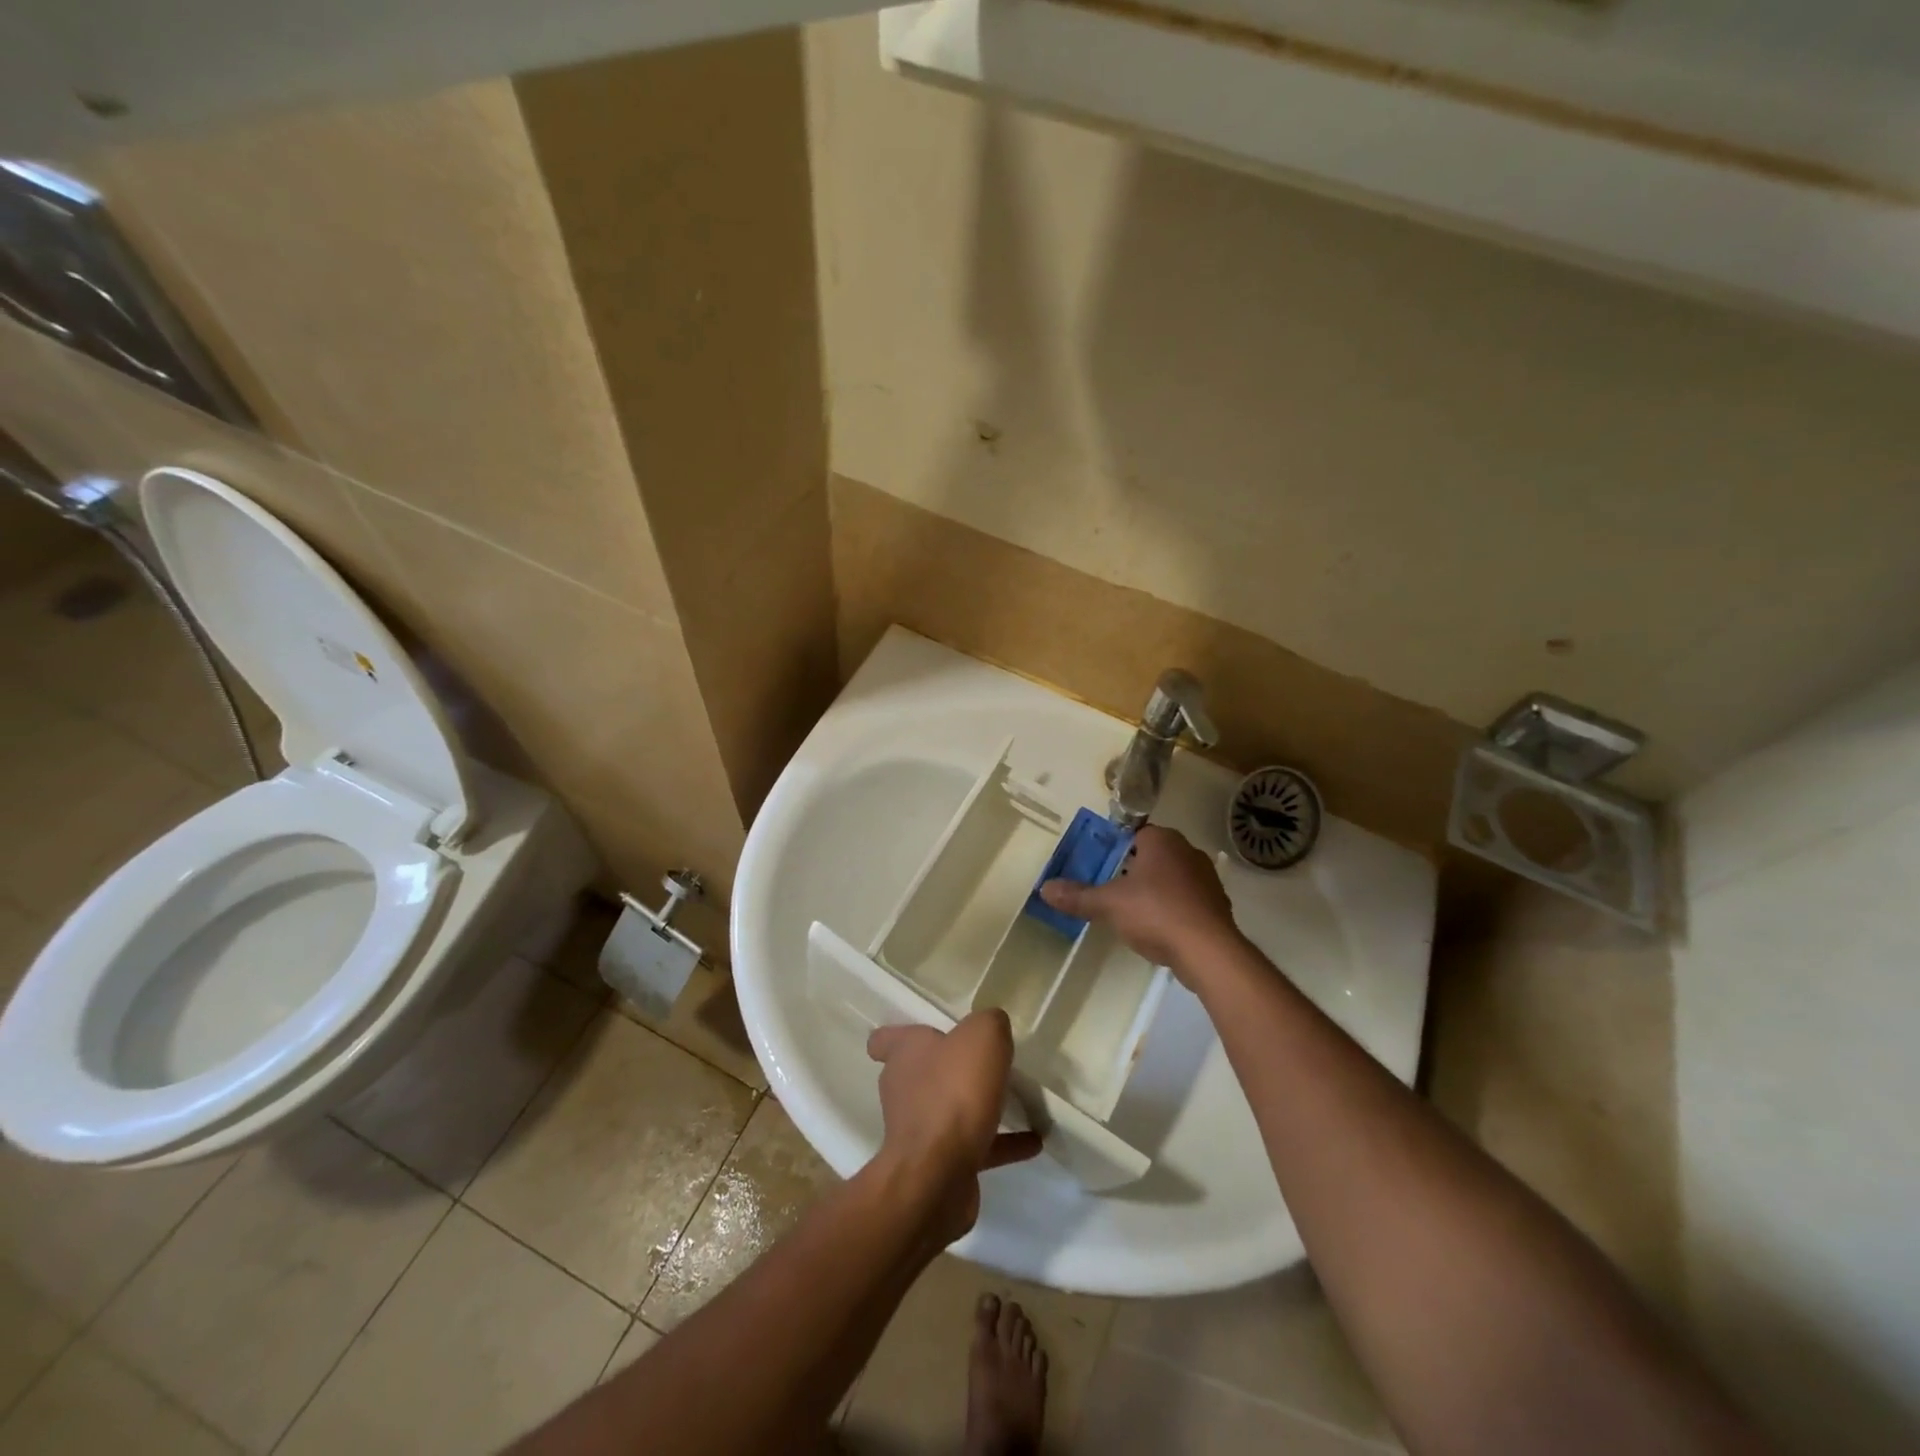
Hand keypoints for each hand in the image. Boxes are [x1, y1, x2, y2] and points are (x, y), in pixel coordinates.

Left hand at [866, 1009, 1042, 1242]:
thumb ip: (989, 1023)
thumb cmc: (954, 1092)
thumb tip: (992, 1026)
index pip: (886, 1040)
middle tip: (987, 1064)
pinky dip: (1003, 1143)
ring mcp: (921, 1131)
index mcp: (906, 1054)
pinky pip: (977, 1147)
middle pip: (923, 1073)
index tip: (928, 1035)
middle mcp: (906, 1089)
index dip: (901, 1036)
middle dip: (951, 1069)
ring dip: (979, 1106)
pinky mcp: (941, 1165)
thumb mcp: (981, 1036)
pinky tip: (1034, 1141)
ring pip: (950, 1110)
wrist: (938, 1175)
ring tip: (1018, 1101)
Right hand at [1039, 824, 1241, 982]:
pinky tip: (1159, 928)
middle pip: (1155, 855)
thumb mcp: (1108, 904)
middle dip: (1136, 869)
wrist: (1208, 950)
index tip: (1104, 865)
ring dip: (1156, 890)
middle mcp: (1188, 851)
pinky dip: (1174, 909)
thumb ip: (1077, 896)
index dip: (1119, 847)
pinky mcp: (1217, 905)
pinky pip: (1188, 900)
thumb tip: (1044, 888)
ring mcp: (1207, 879)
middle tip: (1113, 888)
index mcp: (1163, 840)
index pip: (1137, 833)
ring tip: (1133, 911)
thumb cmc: (1155, 912)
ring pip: (1173, 877)